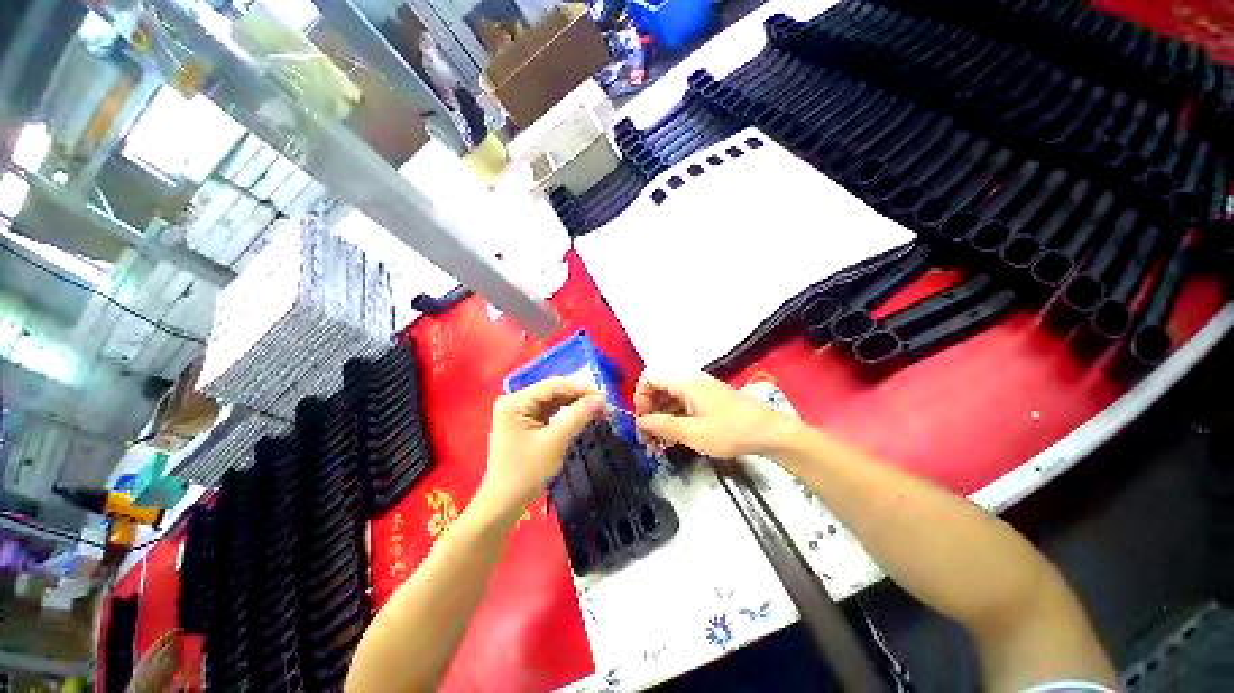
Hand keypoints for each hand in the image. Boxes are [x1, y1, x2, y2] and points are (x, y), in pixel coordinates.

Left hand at [480, 377, 604, 514]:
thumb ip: (577, 417)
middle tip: (603, 405)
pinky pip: (549, 412)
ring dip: (574, 404)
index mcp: (515, 402)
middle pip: (553, 391)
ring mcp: (519, 412)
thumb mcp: (554, 443)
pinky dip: (566, 414)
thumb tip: (600, 399)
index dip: (580, 388)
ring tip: (596, 409)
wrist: (503, 505)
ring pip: (553, 401)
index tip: (603, 397)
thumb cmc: (525, 474)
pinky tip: (580, 416)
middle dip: (578, 397)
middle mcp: (515, 401)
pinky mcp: (525, 423)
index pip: (553, 385)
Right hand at [634, 372, 790, 458]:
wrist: (769, 433)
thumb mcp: (693, 433)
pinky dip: (674, 420)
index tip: (642, 422)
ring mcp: (700, 391)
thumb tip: (639, 422)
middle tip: (647, 439)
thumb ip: (663, 426)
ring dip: (661, 419)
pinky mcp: (708, 401)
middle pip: (659, 389)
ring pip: (670, 399)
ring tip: (658, 445)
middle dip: (649, 413)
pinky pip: (683, 405)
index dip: (640, 398)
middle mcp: (690, 381)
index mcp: (685, 382)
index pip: (650, 378)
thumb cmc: (730, 431)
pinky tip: (674, 439)